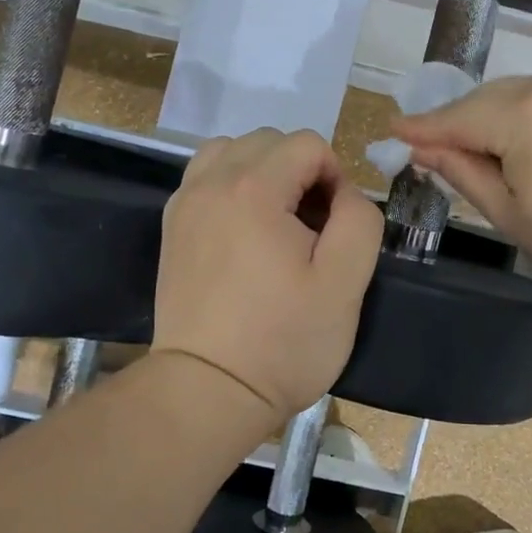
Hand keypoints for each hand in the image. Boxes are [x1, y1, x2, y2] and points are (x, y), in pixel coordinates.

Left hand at [155, 128, 382, 428]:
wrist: (207, 391)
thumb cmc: (283, 340)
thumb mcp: (346, 282)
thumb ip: (359, 219)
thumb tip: (343, 193)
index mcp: (254, 189)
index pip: (308, 144)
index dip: (335, 177)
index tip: (335, 226)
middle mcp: (211, 183)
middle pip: (269, 141)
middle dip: (300, 170)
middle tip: (311, 227)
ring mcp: (185, 203)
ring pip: (231, 151)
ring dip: (263, 171)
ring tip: (277, 219)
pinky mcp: (172, 227)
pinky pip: (206, 177)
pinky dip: (232, 185)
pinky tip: (245, 228)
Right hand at [392, 73, 531, 313]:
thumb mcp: (509, 213)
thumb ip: (461, 171)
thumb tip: (421, 149)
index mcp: (524, 115)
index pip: (458, 117)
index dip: (423, 126)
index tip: (391, 127)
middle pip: (482, 99)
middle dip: (453, 121)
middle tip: (425, 145)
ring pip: (510, 94)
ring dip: (484, 116)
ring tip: (467, 147)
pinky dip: (516, 113)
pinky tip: (509, 138)